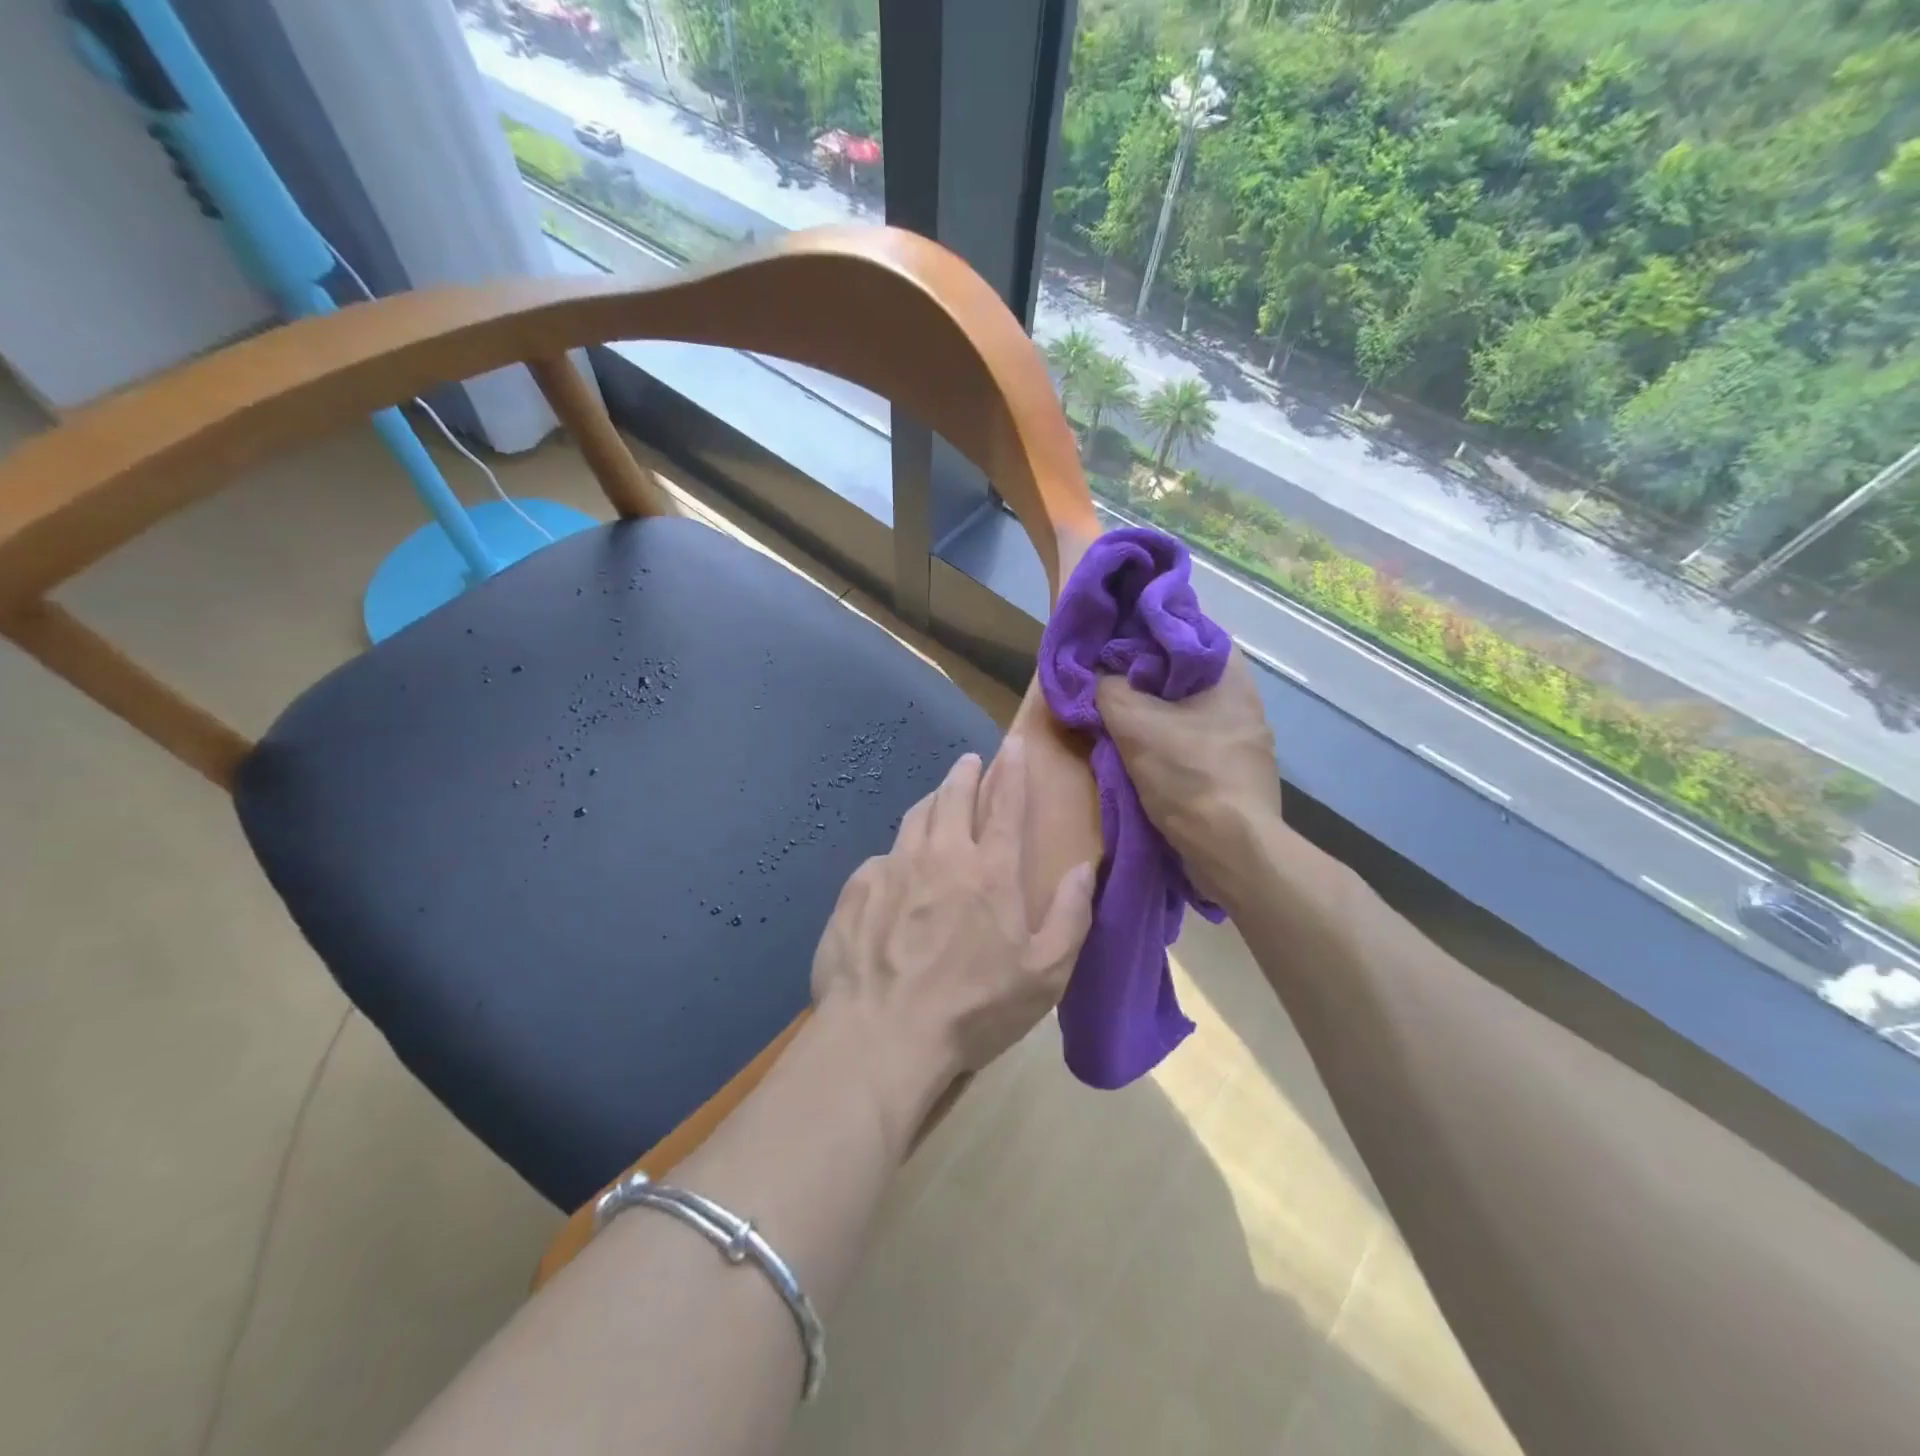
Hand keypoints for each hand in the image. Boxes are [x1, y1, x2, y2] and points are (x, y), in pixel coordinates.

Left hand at [810, 739, 1095, 1135]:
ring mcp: (893, 867)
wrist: (881, 1035)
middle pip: (954, 796)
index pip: (1006, 803)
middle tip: (970, 762)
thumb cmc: (973, 1009)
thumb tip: (1083, 867)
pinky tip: (895, 868)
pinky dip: (896, 853)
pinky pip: (882, 857)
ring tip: (938, 798)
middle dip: (966, 773)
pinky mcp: (857, 888)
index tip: (1012, 745)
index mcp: (990, 871)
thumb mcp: (1043, 975)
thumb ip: (1070, 916)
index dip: (1012, 769)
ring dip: (931, 801)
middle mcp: (941, 855)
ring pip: (915, 817)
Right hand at [1096, 650, 1284, 902]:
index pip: (1188, 631)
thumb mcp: (1134, 723)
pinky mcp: (1238, 773)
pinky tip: (1145, 752)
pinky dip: (1170, 741)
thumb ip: (1108, 689)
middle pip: (1187, 673)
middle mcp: (1245, 702)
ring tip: (1120, 715)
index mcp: (1230, 676)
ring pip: (1190, 710)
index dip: (1148, 631)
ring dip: (1157, 712)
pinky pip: (1196, 741)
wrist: (1231, 848)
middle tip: (1109, 678)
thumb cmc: (1188, 775)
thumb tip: (1099, 676)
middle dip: (1147, 675)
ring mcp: (1245, 740)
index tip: (1114, 641)